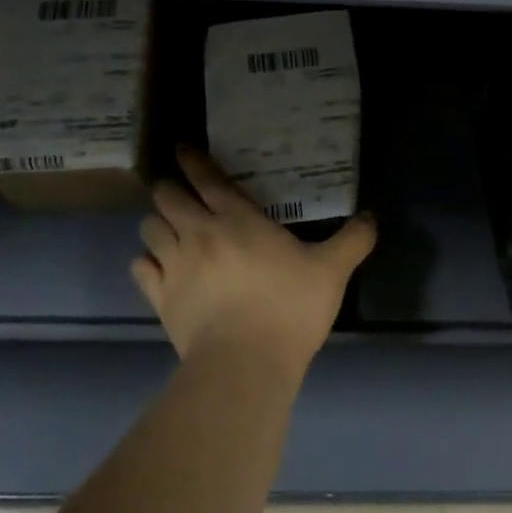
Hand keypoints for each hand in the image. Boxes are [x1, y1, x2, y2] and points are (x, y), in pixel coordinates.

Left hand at [131, 147, 377, 385]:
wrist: (244, 364)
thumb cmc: (289, 309)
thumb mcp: (332, 271)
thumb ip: (353, 240)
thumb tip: (371, 217)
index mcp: (237, 220)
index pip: (206, 178)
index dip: (192, 159)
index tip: (183, 148)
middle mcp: (199, 233)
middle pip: (167, 196)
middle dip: (170, 188)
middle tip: (181, 192)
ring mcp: (175, 265)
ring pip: (149, 228)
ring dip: (157, 222)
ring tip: (169, 227)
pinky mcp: (160, 298)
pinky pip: (141, 267)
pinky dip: (147, 260)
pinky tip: (159, 265)